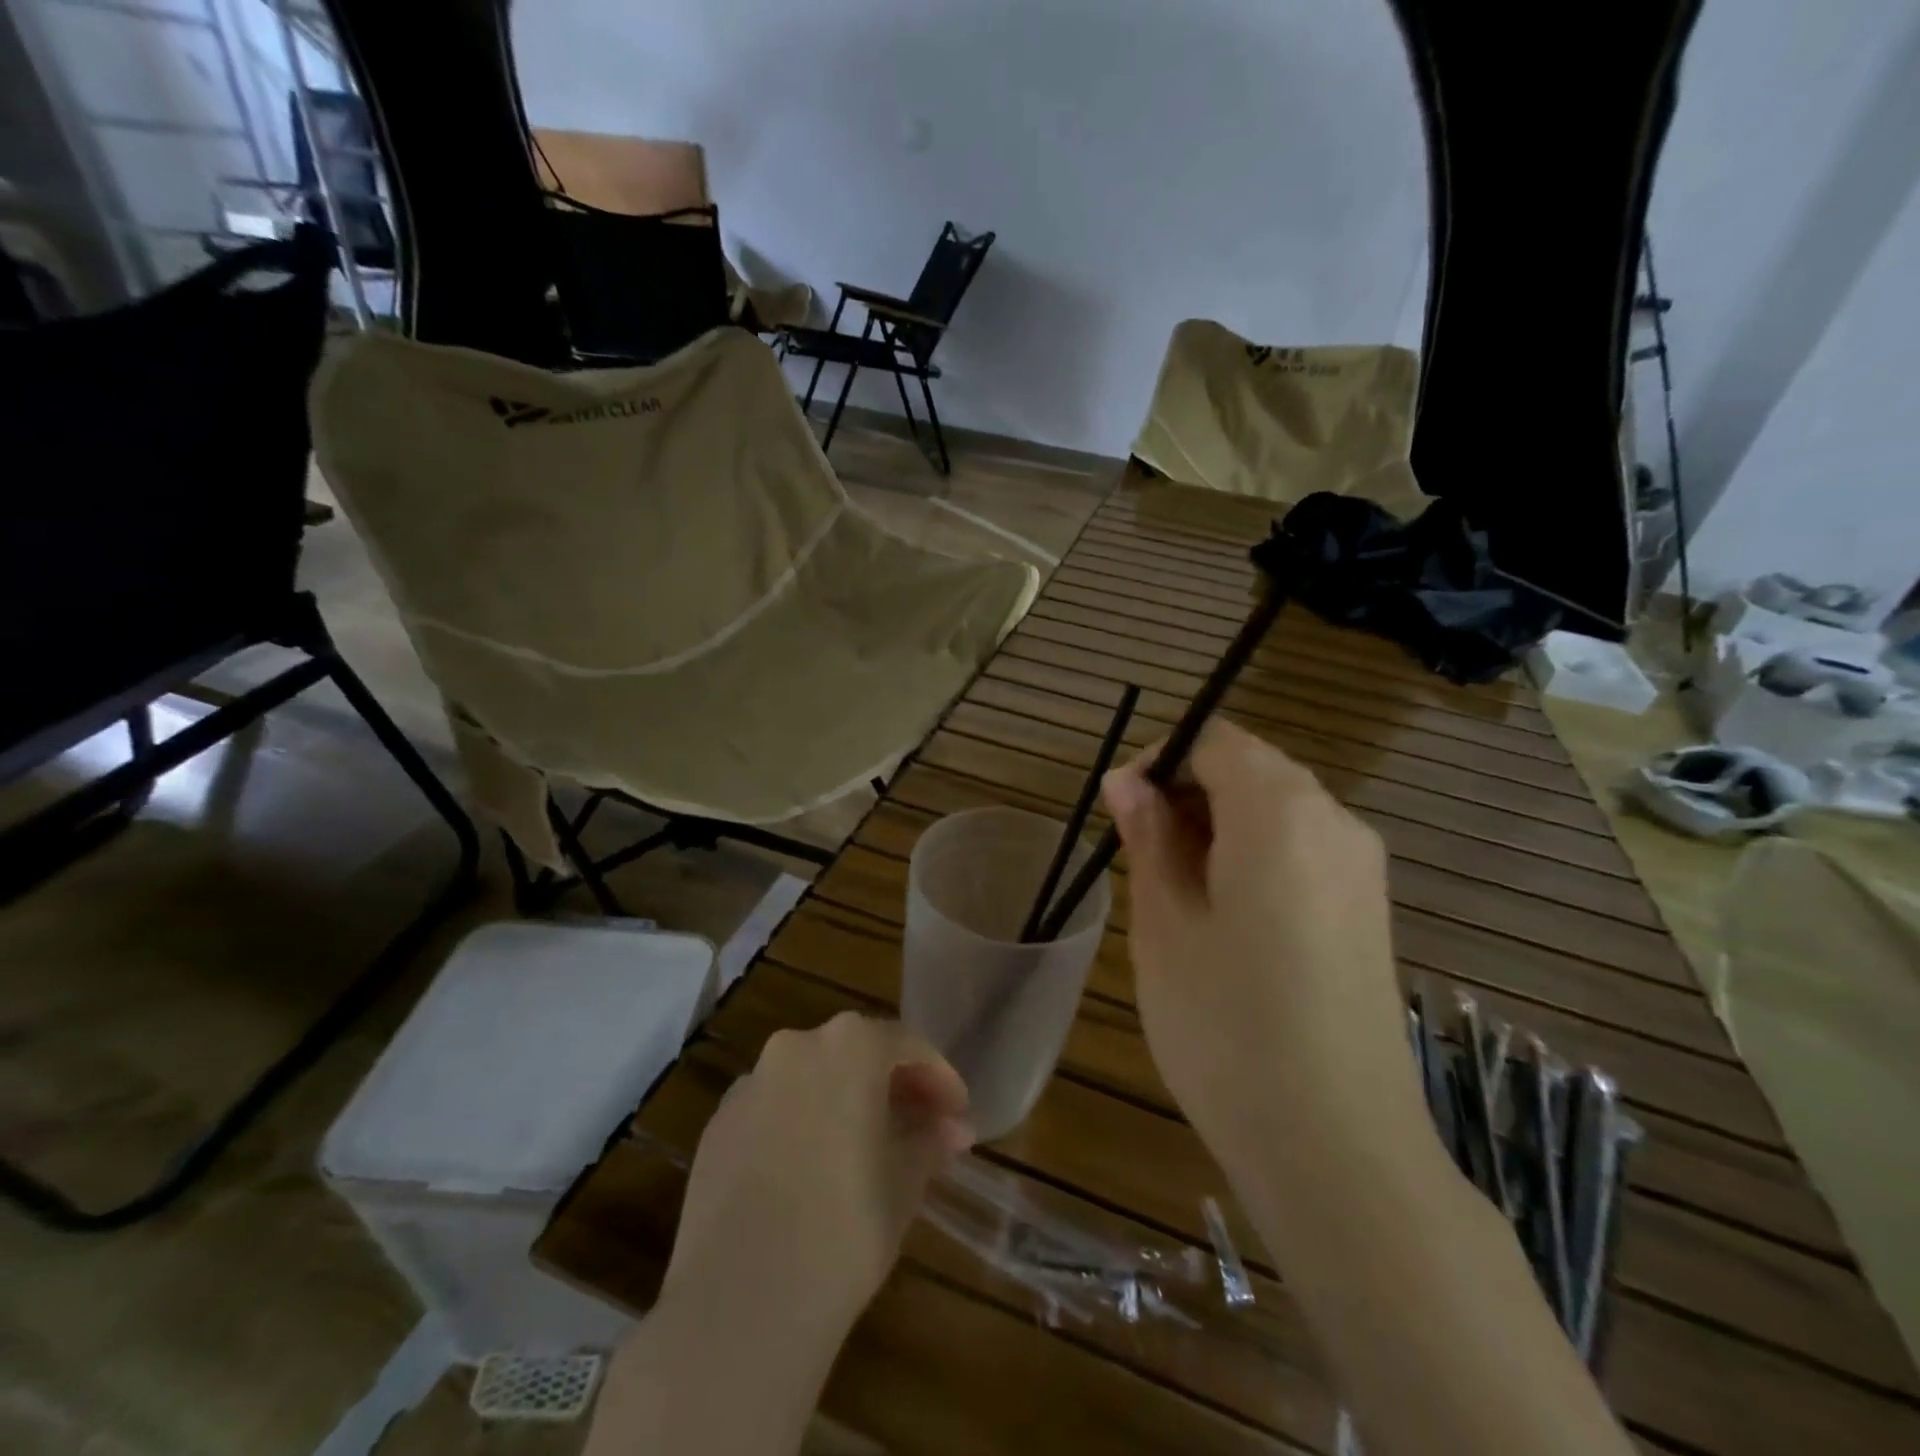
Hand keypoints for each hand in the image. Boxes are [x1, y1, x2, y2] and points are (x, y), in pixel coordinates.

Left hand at [658, 1013, 973, 1345]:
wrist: (739, 1305)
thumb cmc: (844, 1230)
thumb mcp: (905, 1183)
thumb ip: (930, 1140)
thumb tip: (952, 1127)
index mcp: (849, 1046)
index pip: (906, 1045)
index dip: (939, 1078)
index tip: (957, 1114)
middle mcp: (796, 1047)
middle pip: (855, 1052)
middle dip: (891, 1086)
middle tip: (919, 1128)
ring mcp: (749, 1084)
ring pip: (811, 1078)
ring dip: (843, 1101)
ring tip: (866, 1150)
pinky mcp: (717, 1125)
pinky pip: (773, 1109)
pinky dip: (800, 1123)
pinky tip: (811, 1172)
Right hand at [1103, 719, 1429, 1200]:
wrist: (1337, 1147)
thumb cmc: (1226, 1025)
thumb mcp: (1164, 922)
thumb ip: (1148, 836)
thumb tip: (1126, 780)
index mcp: (1280, 811)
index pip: (1214, 740)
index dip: (1159, 760)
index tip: (1121, 810)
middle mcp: (1334, 821)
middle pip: (1250, 768)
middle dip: (1186, 791)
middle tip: (1138, 852)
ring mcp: (1361, 866)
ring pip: (1277, 808)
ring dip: (1218, 824)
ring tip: (1175, 889)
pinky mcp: (1369, 908)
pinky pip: (1303, 848)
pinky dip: (1255, 853)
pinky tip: (1226, 916)